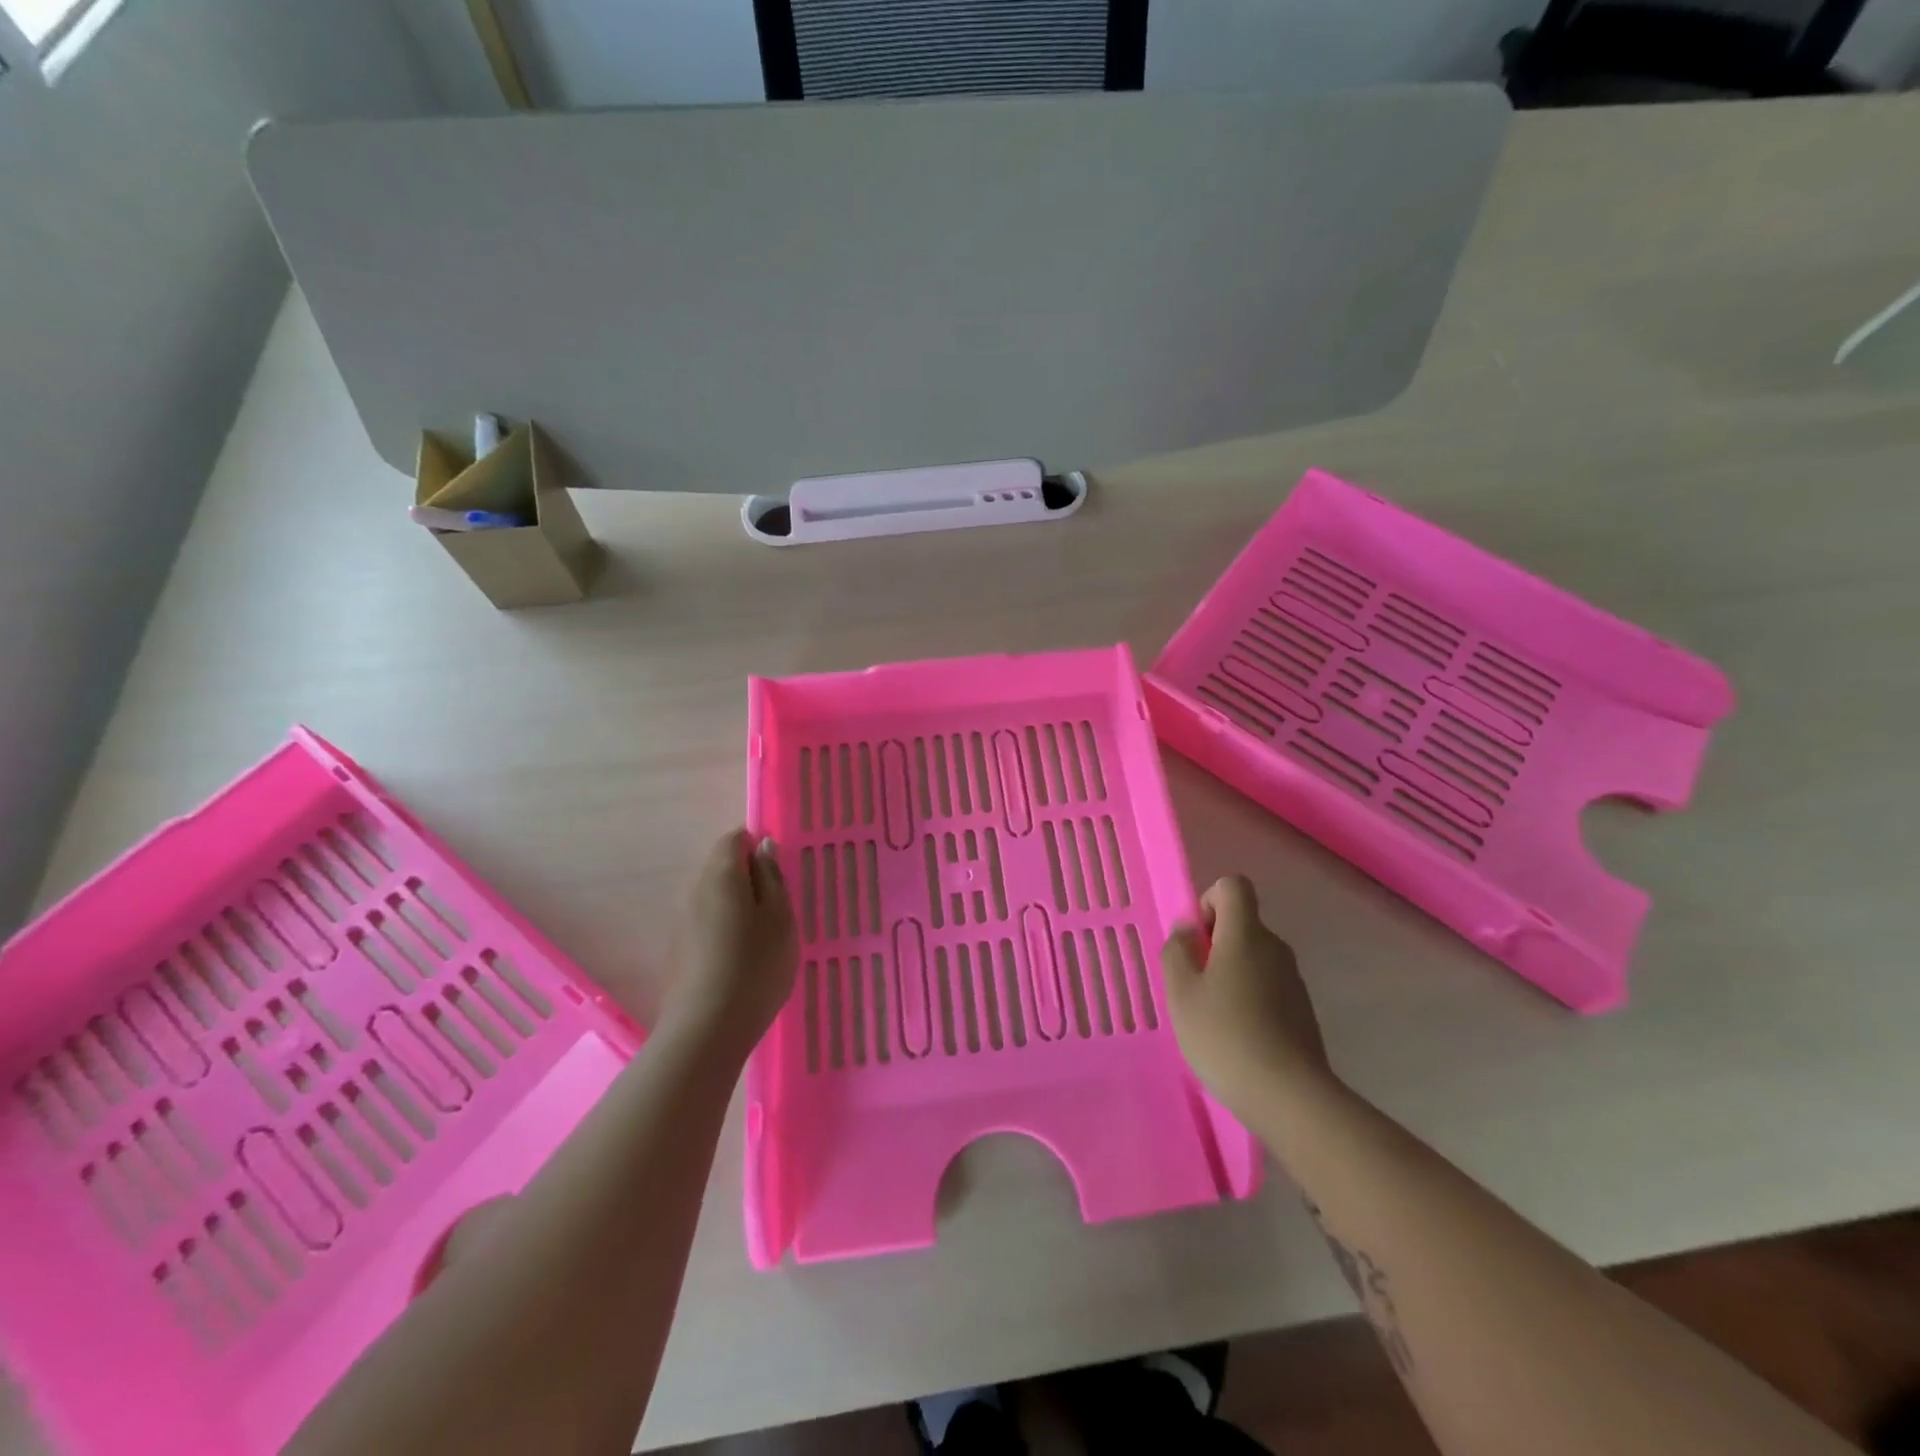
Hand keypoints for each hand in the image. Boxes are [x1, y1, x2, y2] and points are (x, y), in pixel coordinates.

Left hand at [664, 829, 797, 1055]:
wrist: (707, 1030)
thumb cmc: (756, 966)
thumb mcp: (781, 917)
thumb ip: (772, 877)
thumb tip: (763, 846)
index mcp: (721, 875)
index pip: (734, 838)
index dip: (757, 846)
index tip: (779, 871)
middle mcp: (694, 890)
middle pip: (721, 867)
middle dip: (748, 877)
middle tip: (778, 907)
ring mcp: (681, 922)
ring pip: (713, 897)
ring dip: (737, 905)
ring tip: (763, 936)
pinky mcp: (678, 951)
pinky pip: (705, 924)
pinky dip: (724, 929)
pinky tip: (741, 959)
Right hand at [1162, 875, 1332, 1114]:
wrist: (1289, 1097)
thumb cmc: (1224, 1035)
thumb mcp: (1180, 992)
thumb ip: (1177, 951)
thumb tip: (1188, 931)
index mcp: (1246, 934)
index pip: (1233, 886)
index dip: (1209, 900)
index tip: (1196, 939)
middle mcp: (1275, 948)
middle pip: (1243, 924)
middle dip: (1214, 944)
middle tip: (1193, 985)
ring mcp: (1293, 981)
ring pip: (1254, 958)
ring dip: (1230, 974)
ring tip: (1212, 1017)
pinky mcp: (1302, 1011)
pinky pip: (1268, 987)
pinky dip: (1249, 999)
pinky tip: (1237, 1038)